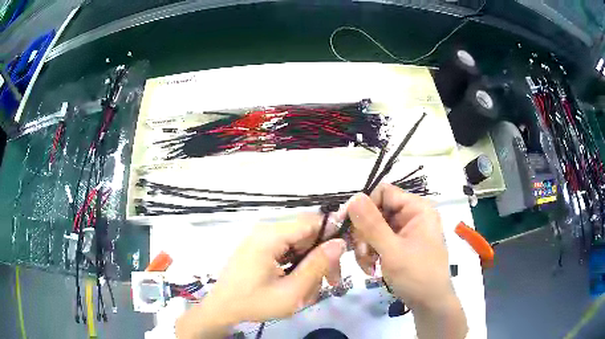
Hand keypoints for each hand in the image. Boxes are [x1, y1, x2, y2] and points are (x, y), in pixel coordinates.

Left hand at [176, 216, 345, 338]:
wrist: (221, 309)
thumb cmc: (254, 303)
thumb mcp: (291, 292)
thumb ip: (317, 266)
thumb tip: (339, 243)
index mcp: (270, 236)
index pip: (312, 221)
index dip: (333, 233)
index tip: (345, 255)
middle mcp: (266, 231)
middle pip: (307, 234)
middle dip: (322, 257)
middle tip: (332, 283)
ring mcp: (261, 240)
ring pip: (299, 245)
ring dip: (311, 265)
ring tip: (311, 291)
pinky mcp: (260, 249)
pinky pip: (287, 251)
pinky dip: (298, 267)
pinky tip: (298, 285)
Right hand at [347, 183, 466, 337]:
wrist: (430, 303)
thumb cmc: (416, 275)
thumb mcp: (392, 250)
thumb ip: (371, 224)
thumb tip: (353, 197)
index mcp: (417, 209)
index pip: (383, 193)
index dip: (364, 207)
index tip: (349, 227)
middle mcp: (412, 215)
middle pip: (377, 212)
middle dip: (364, 234)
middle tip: (361, 254)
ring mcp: (407, 231)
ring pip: (374, 228)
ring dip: (365, 247)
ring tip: (368, 265)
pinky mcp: (401, 245)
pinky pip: (379, 241)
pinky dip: (371, 253)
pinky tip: (371, 268)